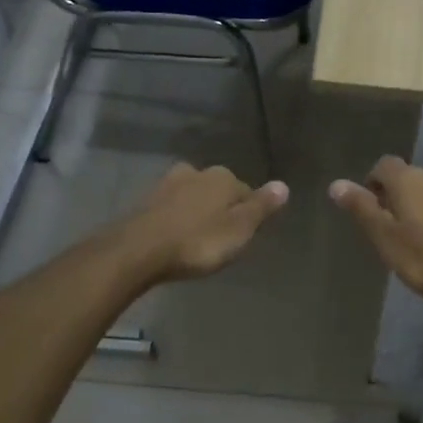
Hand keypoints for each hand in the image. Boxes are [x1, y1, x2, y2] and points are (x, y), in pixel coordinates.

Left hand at [120, 163, 289, 282]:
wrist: (138, 251)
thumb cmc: (197, 243)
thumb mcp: (239, 230)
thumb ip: (261, 207)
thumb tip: (283, 185)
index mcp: (223, 178)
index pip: (247, 192)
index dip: (249, 214)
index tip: (245, 236)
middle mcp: (197, 172)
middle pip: (219, 191)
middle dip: (221, 209)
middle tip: (221, 239)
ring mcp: (168, 183)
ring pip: (194, 196)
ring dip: (198, 212)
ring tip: (198, 238)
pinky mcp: (147, 200)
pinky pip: (172, 207)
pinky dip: (177, 218)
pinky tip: (176, 236)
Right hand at [329, 157, 422, 310]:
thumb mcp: (385, 238)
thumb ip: (362, 208)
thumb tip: (336, 184)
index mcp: (409, 179)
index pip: (383, 165)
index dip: (373, 183)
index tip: (371, 209)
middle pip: (410, 178)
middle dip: (398, 197)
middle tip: (393, 230)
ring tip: (421, 238)